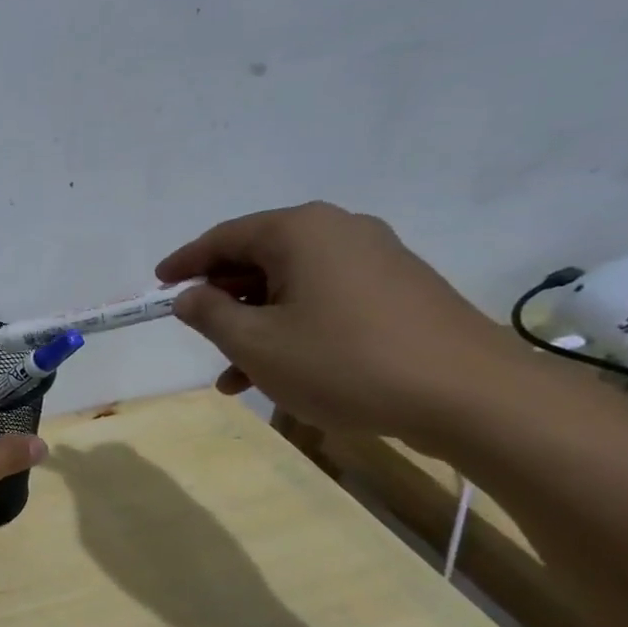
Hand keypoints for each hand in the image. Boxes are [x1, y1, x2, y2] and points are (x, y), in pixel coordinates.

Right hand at [157, 202, 531, 445]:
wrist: (469, 396)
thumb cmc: (344, 361)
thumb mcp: (255, 343)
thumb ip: (209, 314)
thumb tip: (190, 296)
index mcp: (300, 231)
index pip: (224, 237)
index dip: (185, 262)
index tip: (158, 285)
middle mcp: (339, 232)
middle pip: (259, 260)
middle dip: (223, 302)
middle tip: (199, 336)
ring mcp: (375, 260)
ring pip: (291, 287)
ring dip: (256, 326)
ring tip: (233, 376)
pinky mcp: (398, 292)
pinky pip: (325, 302)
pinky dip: (293, 330)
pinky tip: (280, 374)